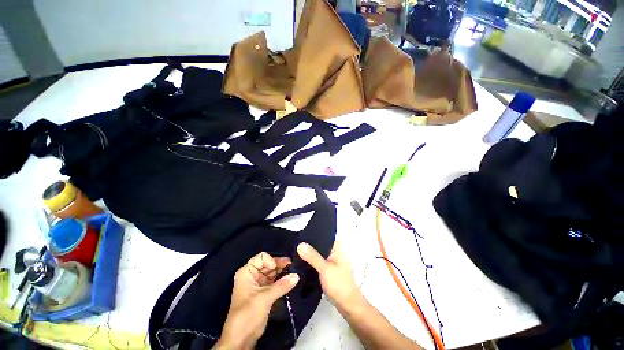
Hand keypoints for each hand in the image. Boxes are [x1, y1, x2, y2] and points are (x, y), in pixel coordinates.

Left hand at [215, 252, 299, 349]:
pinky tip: (290, 280)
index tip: (280, 269)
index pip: (262, 257)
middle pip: (269, 263)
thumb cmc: (247, 315)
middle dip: (280, 265)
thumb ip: (281, 286)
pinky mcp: (264, 292)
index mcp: (247, 272)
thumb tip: (296, 276)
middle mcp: (252, 275)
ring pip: (273, 272)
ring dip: (283, 272)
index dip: (272, 260)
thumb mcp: (264, 298)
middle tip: (293, 267)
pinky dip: (282, 280)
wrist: (241, 340)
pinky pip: (275, 281)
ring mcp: (258, 283)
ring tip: (294, 273)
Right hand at [297, 241, 362, 310]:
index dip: (309, 237)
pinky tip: (300, 263)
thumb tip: (300, 244)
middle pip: (317, 245)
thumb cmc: (340, 285)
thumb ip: (312, 256)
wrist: (348, 306)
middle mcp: (334, 250)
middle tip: (292, 247)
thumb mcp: (325, 269)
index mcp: (336, 246)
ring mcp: (330, 260)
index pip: (321, 236)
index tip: (296, 238)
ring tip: (293, 254)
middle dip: (307, 246)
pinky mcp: (327, 268)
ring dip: (307, 255)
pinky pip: (316, 261)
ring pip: (316, 254)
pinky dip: (310, 262)